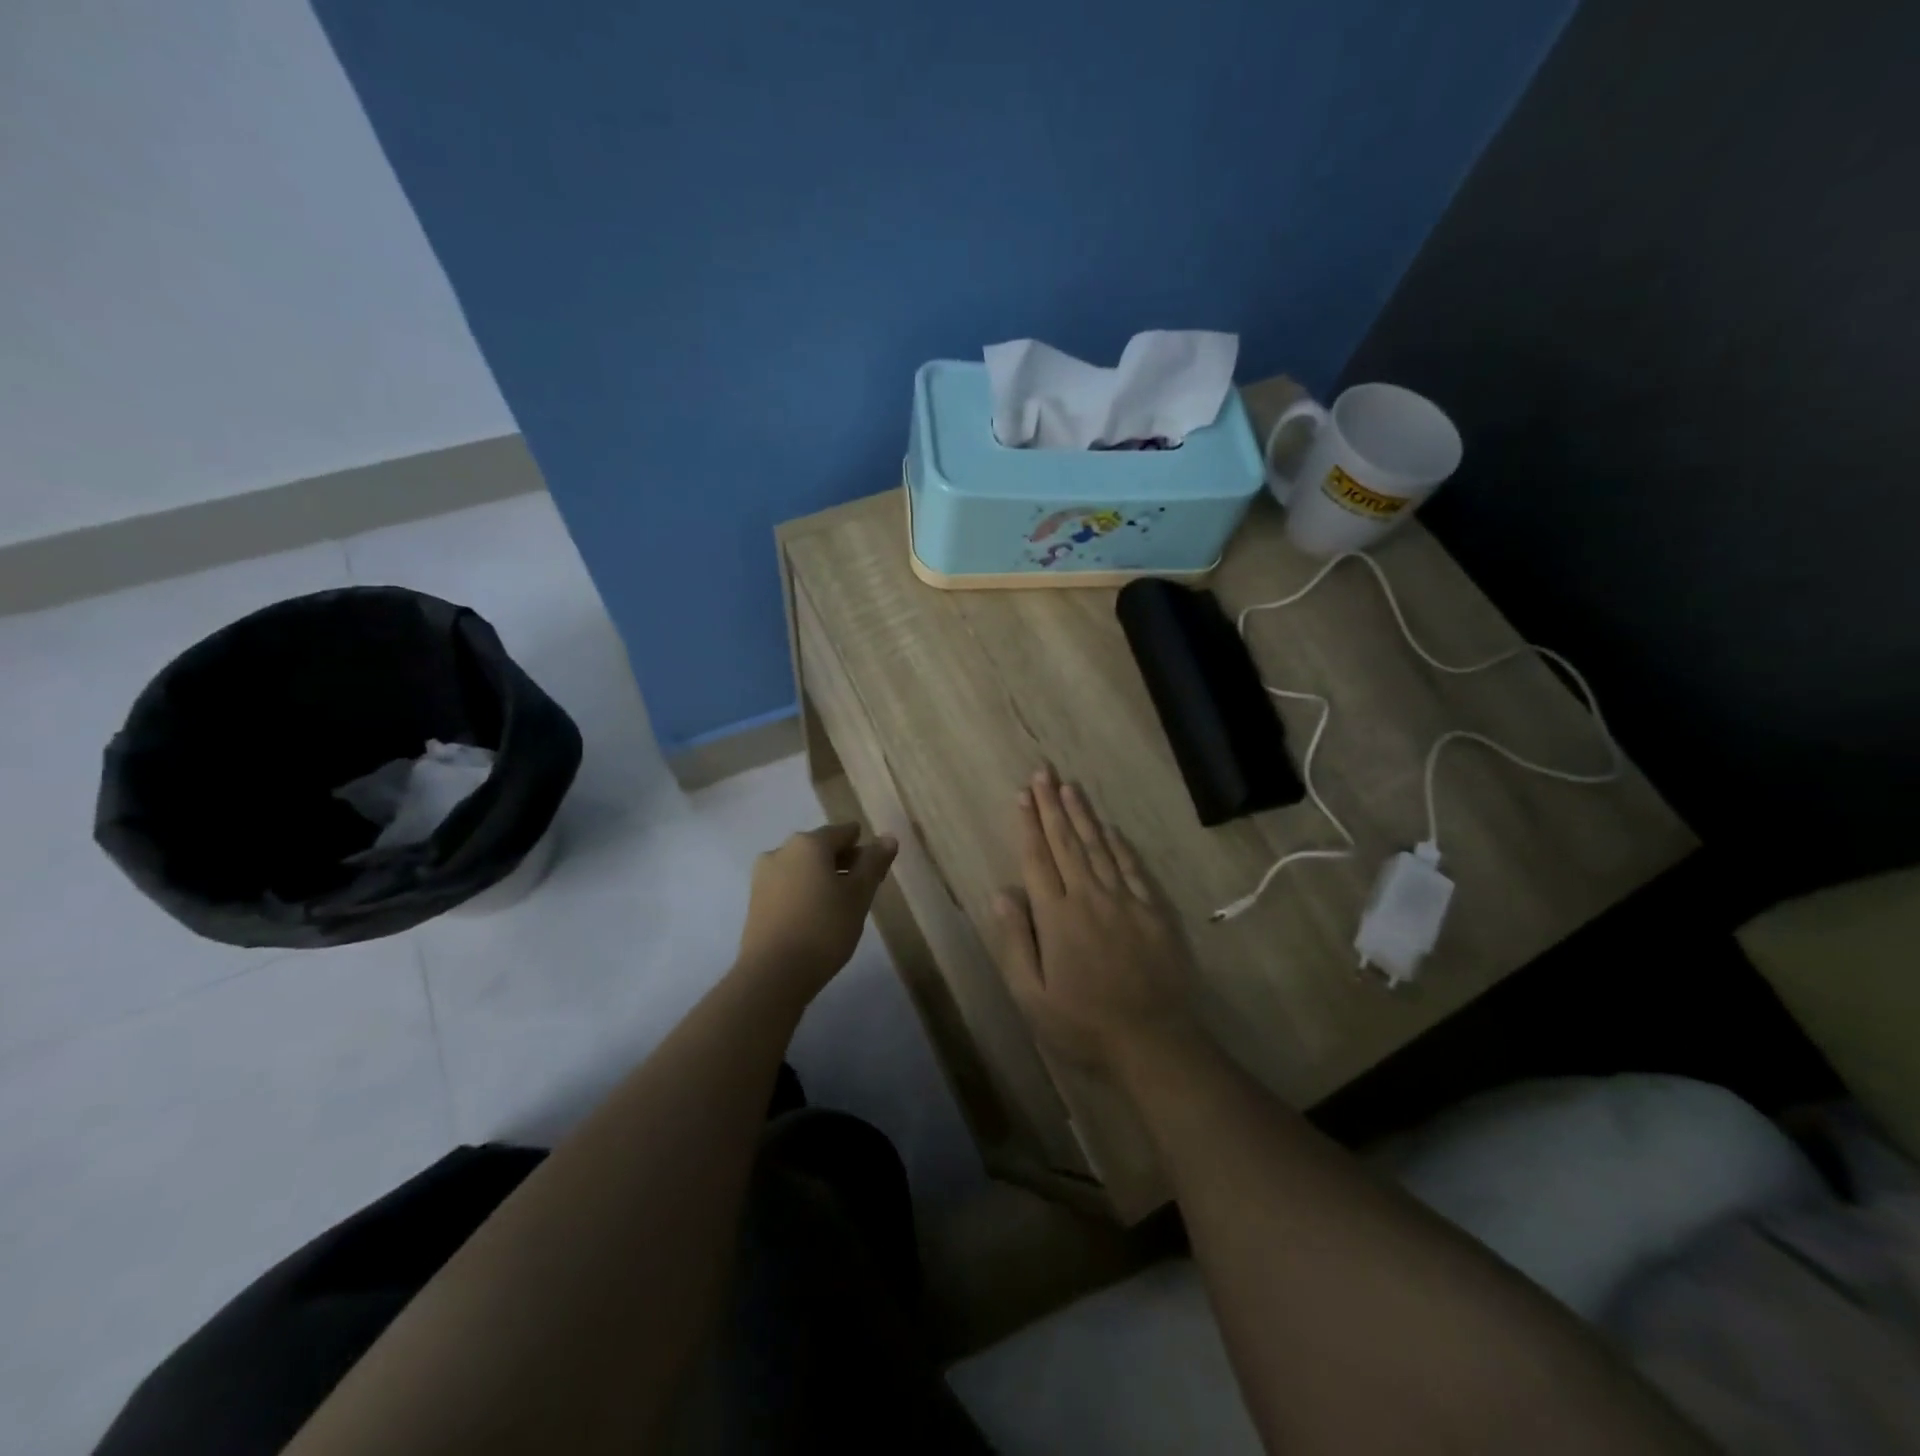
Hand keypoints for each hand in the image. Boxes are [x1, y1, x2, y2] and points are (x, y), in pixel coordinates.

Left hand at [735, 823, 897, 1004]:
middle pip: (820, 848)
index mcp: (808, 843)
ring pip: (802, 868)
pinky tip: (817, 916)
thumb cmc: (824, 929)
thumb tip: (888, 838)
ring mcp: (763, 876)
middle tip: (863, 889)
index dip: (863, 847)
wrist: (773, 974)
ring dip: (823, 879)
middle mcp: (781, 851)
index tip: (876, 868)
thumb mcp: (859, 895)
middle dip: (843, 863)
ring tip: (841, 906)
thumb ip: (873, 863)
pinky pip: (788, 886)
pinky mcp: (755, 901)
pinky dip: (805, 893)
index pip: (843, 833)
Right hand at [991, 767, 1199, 1071]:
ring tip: (1069, 786)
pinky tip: (1110, 827)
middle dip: (1052, 805)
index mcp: (1056, 917)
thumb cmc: (1083, 1024)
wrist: (1153, 1041)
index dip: (1029, 825)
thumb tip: (1001, 894)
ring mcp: (1125, 901)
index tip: (1023, 794)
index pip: (1038, 859)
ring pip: (1099, 847)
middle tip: (1043, 772)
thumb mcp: (1032, 996)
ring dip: (1083, 814)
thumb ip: (1016, 941)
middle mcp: (1089, 897)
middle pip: (1067, 842)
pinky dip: (1119, 844)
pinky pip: (1133, 867)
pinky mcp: (1153, 910)